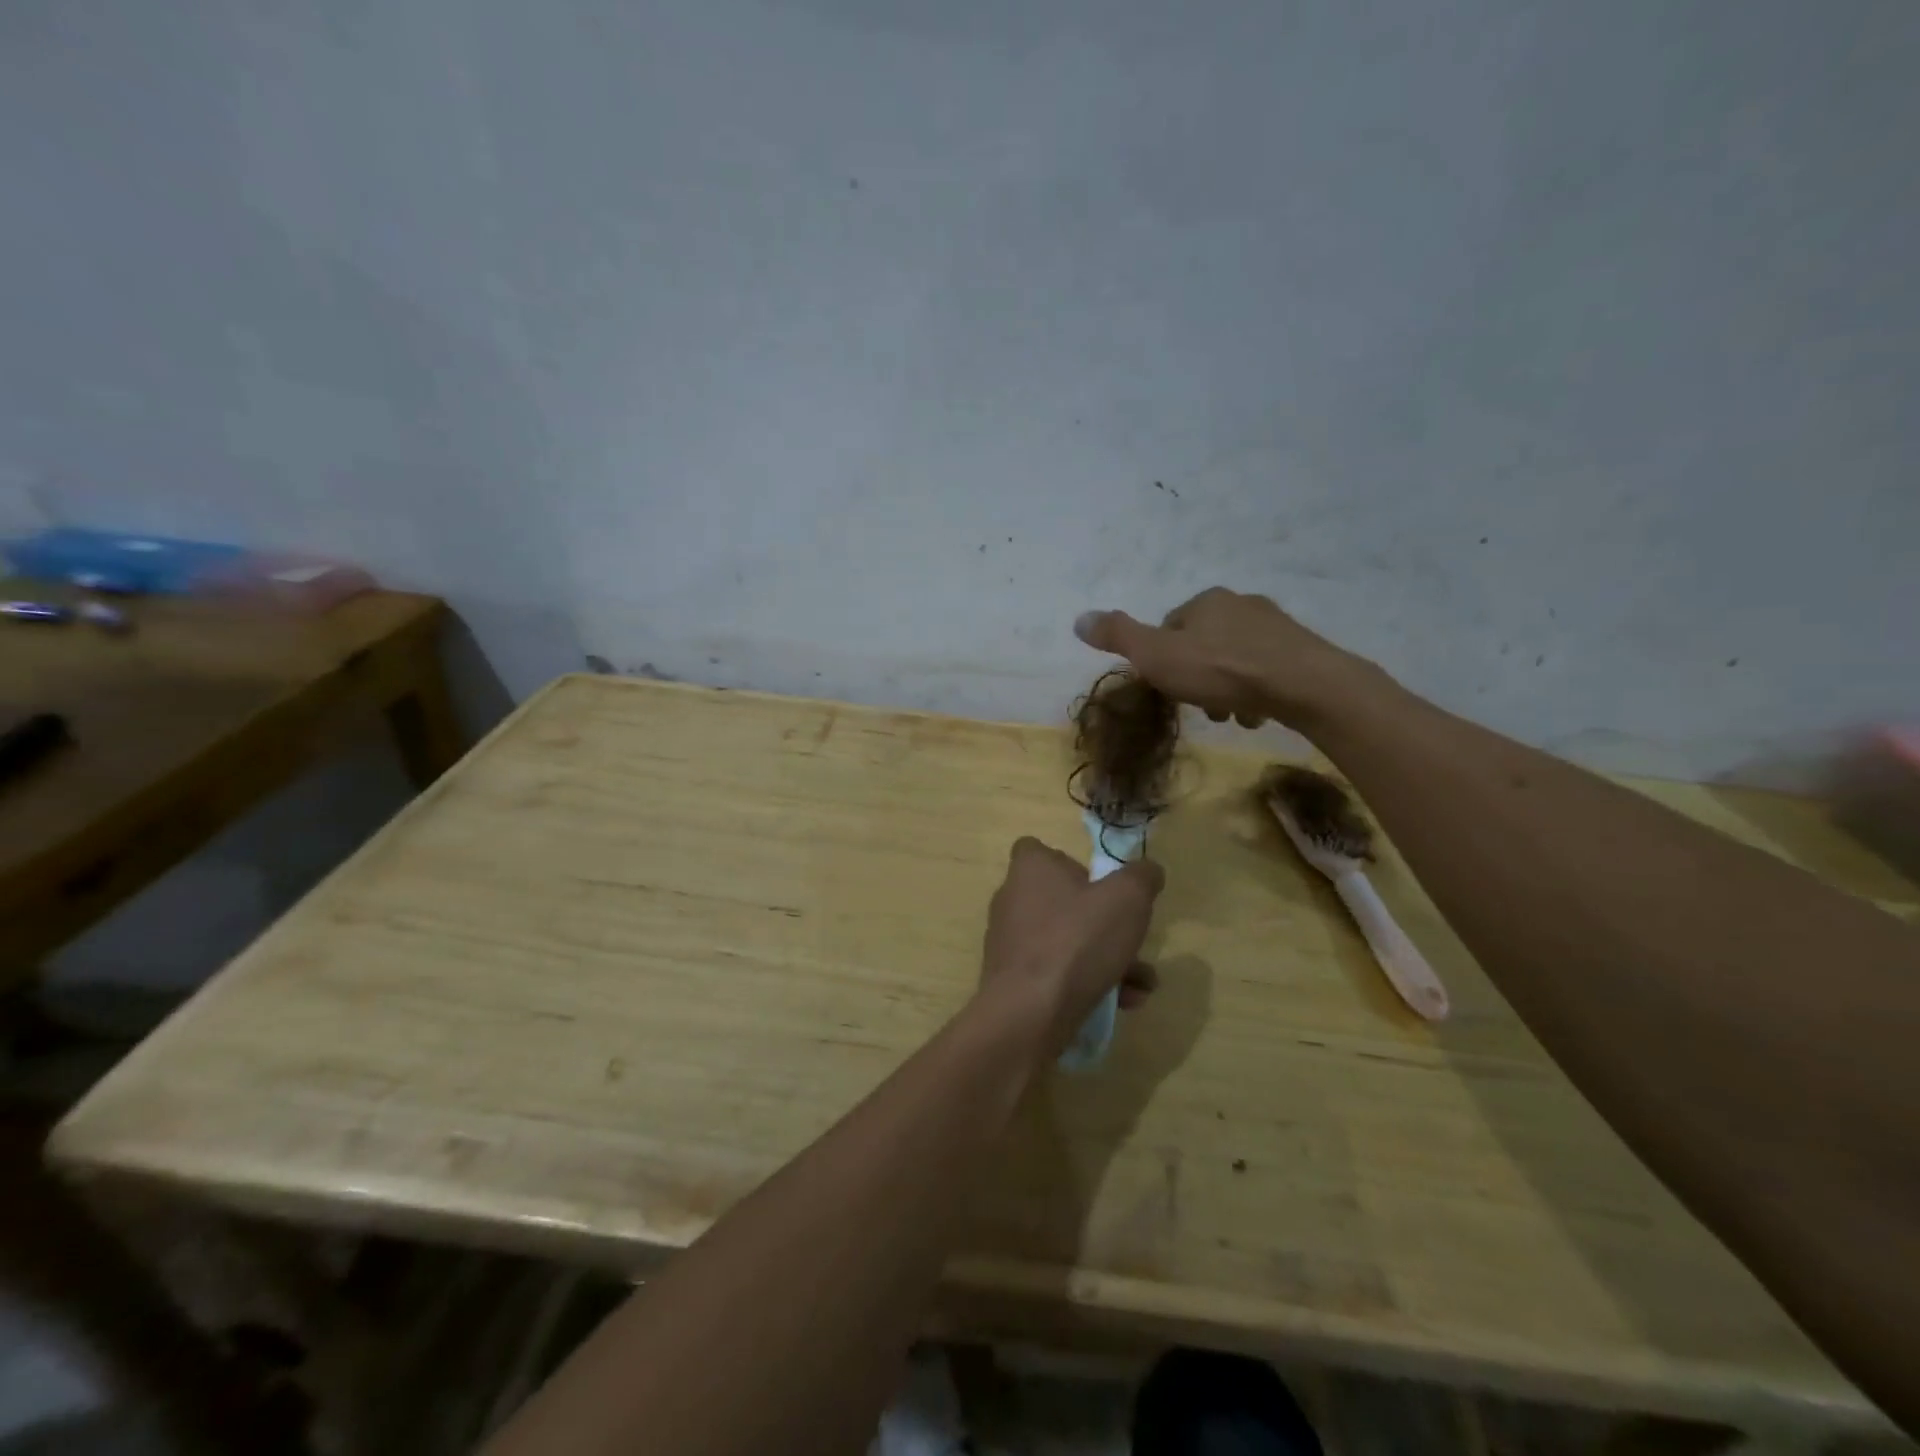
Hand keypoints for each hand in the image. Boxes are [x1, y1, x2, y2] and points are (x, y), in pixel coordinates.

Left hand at [979, 837, 1163, 1057]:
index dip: (1071, 864)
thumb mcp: (1127, 899)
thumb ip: (1142, 878)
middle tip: (1131, 939)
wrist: (1030, 1012)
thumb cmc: (1077, 941)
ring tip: (1142, 982)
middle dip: (1104, 923)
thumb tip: (1148, 871)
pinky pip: (1057, 972)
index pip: (1039, 851)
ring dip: (1106, 959)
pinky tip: (1122, 1002)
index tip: (1099, 885)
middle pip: (1062, 901)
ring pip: (1066, 941)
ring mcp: (1010, 942)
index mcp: (1030, 869)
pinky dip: (1088, 982)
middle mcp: (1013, 899)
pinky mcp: (1014, 979)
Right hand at [1074, 587, 1374, 729]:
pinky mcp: (1301, 649)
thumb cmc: (1221, 670)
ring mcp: (1275, 626)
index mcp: (1206, 601)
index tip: (1168, 686)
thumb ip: (1118, 636)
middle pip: (1204, 643)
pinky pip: (1266, 670)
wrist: (1304, 685)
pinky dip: (1256, 690)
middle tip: (1199, 707)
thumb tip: (1079, 618)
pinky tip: (1258, 713)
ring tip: (1230, 716)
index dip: (1163, 659)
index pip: (1170, 626)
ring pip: (1235, 659)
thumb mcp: (1156, 656)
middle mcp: (1241, 603)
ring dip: (1226, 688)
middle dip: (1197, 676)